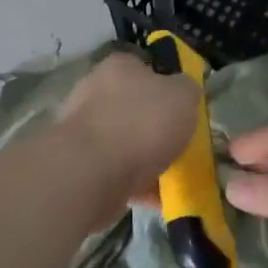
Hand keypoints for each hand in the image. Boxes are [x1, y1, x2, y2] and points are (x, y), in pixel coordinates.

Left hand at [57, 52, 200, 217]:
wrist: (92, 172)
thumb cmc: (142, 123)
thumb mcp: (183, 95)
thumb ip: (188, 89)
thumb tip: (184, 92)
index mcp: (119, 67)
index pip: (145, 68)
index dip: (167, 86)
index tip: (184, 109)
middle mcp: (94, 92)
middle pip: (134, 108)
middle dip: (157, 128)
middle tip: (181, 145)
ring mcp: (83, 130)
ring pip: (125, 143)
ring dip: (148, 160)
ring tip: (174, 178)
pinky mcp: (79, 165)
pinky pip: (117, 172)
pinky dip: (137, 185)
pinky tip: (158, 199)